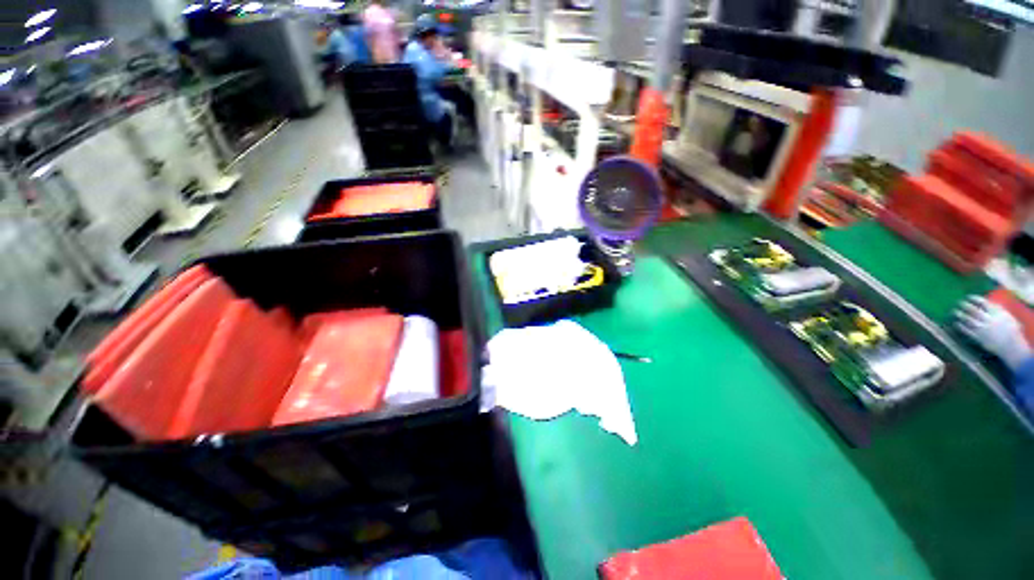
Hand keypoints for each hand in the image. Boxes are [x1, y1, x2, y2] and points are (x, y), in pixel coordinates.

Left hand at [955, 296, 1031, 370]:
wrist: (1012, 347)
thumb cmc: (1011, 331)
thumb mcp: (1008, 317)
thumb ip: (998, 310)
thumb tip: (989, 302)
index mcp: (997, 314)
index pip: (984, 303)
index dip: (975, 299)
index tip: (968, 297)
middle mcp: (989, 320)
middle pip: (974, 310)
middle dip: (965, 305)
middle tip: (959, 302)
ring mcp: (983, 329)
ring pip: (968, 320)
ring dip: (960, 314)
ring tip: (954, 311)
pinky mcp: (979, 338)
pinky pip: (967, 331)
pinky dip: (960, 326)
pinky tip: (956, 323)